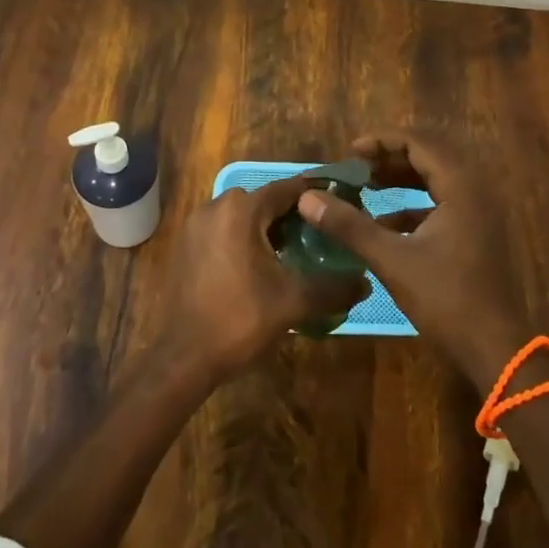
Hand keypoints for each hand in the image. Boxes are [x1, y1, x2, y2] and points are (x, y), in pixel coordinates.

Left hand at [165, 176, 368, 382]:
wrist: (181, 359)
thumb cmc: (238, 320)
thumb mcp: (292, 303)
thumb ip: (332, 288)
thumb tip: (367, 283)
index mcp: (241, 210)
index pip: (289, 189)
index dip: (317, 196)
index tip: (342, 204)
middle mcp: (215, 207)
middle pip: (265, 201)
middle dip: (294, 215)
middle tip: (323, 235)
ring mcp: (195, 226)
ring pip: (243, 216)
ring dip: (269, 228)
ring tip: (297, 252)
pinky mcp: (186, 246)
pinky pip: (224, 231)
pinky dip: (246, 239)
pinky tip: (263, 267)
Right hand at [295, 130, 529, 391]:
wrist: (494, 349)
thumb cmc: (446, 299)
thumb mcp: (392, 260)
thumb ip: (350, 226)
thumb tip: (307, 198)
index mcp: (461, 187)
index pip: (420, 143)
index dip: (383, 141)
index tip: (350, 152)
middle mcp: (474, 191)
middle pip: (430, 157)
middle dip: (390, 158)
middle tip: (356, 167)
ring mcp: (479, 214)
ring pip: (436, 181)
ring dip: (401, 180)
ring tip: (366, 186)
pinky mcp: (476, 235)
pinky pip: (442, 204)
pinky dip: (413, 206)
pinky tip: (384, 223)